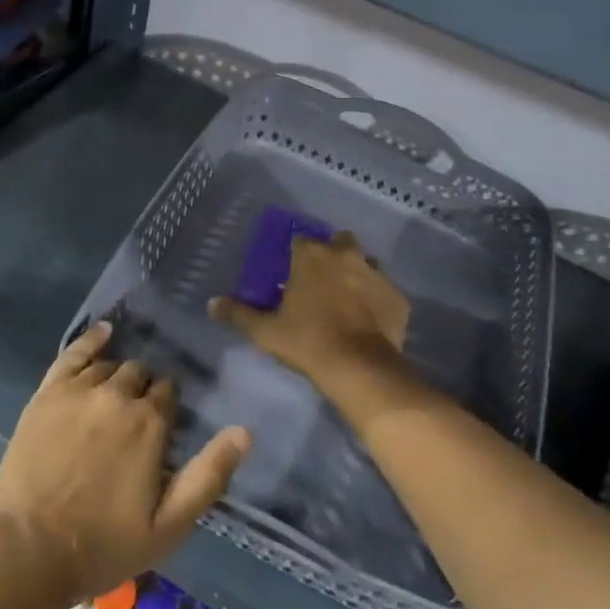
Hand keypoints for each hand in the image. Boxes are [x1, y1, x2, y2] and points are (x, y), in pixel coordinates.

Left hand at [0, 321, 249, 604]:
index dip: (168, 408)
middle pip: (140, 375)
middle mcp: (118, 395)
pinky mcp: (49, 392)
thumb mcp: (169, 525)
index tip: (162, 427)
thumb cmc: (104, 544)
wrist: (29, 550)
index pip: (168, 393)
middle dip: (143, 391)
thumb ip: (209, 475)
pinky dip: (92, 339)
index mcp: (150, 423)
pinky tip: (103, 332)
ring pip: (110, 365)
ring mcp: (80, 389)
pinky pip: (74, 353)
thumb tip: (245, 432)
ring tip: (112, 397)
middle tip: (134, 419)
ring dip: (117, 377)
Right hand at [210, 232, 412, 395]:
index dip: (296, 253)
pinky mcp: (397, 296)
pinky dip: (377, 299)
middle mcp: (345, 254)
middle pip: (339, 242)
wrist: (359, 368)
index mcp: (311, 255)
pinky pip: (385, 291)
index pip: (300, 239)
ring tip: (347, 298)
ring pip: (366, 262)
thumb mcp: (266, 331)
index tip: (292, 270)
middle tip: (322, 279)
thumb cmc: (307, 342)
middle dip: (332, 253)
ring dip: (356, 273)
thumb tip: (212, 303)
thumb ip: (239, 314)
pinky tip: (370, 319)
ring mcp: (375, 273)